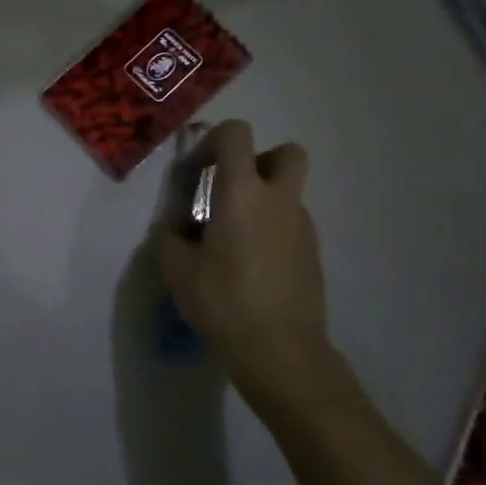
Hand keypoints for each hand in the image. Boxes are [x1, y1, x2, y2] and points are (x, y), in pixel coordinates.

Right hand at [158, 121, 348, 408]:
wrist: (280, 350)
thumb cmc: (222, 301)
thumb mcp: (176, 267)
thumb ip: (171, 234)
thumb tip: (178, 226)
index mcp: (243, 193)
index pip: (237, 134)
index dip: (212, 141)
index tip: (195, 173)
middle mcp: (279, 200)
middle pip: (287, 152)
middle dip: (259, 160)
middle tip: (231, 190)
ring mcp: (303, 226)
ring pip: (288, 192)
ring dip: (263, 200)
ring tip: (233, 240)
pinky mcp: (314, 253)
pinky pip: (291, 224)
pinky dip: (272, 230)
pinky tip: (252, 266)